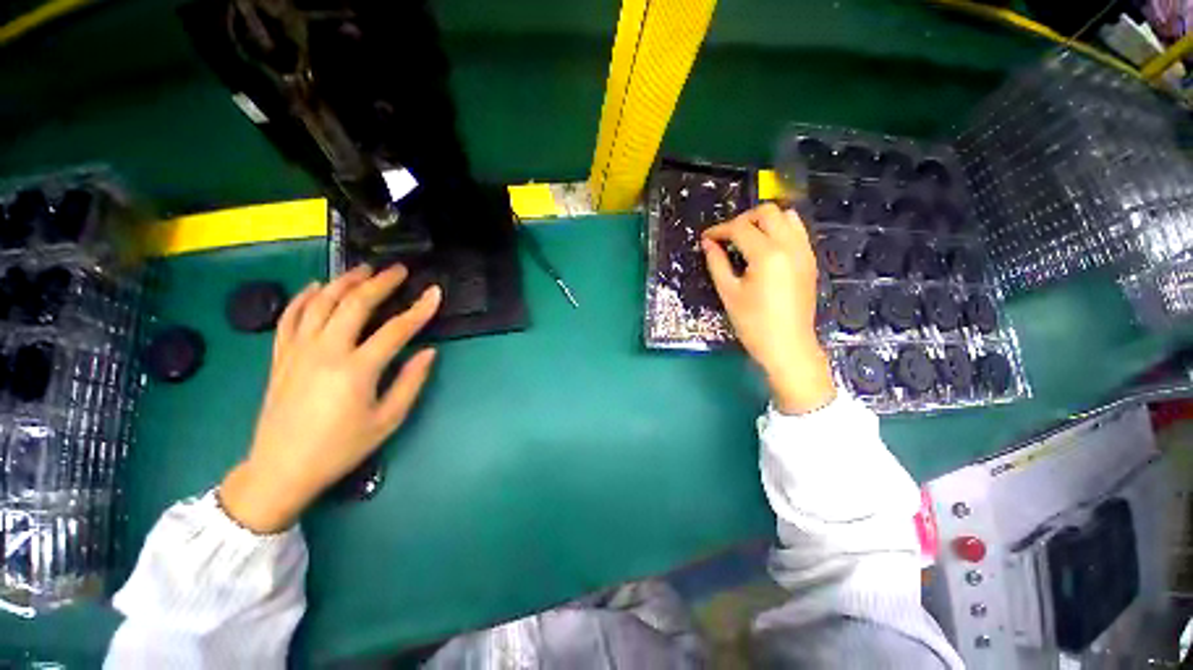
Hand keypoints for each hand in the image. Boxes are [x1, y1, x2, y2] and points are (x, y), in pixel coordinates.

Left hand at [219, 265, 441, 532]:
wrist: (281, 469)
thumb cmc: (340, 448)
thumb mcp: (387, 420)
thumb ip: (410, 382)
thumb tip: (429, 352)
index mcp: (356, 369)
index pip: (396, 329)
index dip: (419, 309)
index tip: (435, 293)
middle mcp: (326, 351)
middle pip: (354, 304)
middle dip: (380, 282)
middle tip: (398, 270)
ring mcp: (298, 350)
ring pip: (321, 303)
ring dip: (344, 281)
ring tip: (363, 269)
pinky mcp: (280, 356)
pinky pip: (290, 317)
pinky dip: (303, 297)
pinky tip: (315, 287)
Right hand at [702, 203, 834, 414]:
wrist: (788, 346)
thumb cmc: (753, 324)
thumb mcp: (729, 293)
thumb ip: (717, 263)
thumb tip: (708, 243)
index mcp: (767, 255)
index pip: (740, 228)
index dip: (719, 230)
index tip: (706, 238)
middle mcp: (790, 246)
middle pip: (767, 212)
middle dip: (743, 219)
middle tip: (727, 237)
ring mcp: (804, 251)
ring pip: (787, 216)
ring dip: (764, 221)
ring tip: (747, 239)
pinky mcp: (810, 260)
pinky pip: (797, 231)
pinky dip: (780, 230)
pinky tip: (766, 248)